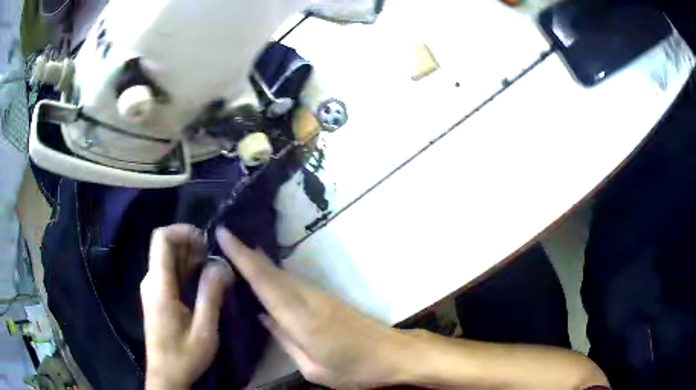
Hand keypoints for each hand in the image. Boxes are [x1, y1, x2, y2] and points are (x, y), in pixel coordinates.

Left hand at [141, 225, 233, 389]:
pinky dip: (185, 270)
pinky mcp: (155, 296)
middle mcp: (151, 281)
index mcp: (159, 285)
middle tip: (215, 259)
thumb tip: (221, 266)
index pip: (162, 239)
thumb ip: (211, 296)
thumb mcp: (204, 330)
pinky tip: (202, 282)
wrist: (166, 375)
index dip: (183, 231)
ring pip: (167, 259)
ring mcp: (151, 288)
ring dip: (189, 258)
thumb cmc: (184, 355)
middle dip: (190, 245)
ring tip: (212, 270)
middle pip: (165, 247)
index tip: (206, 241)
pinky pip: (168, 273)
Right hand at [215, 227, 413, 388]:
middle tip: (222, 236)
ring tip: (235, 250)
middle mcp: (309, 300)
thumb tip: (264, 316)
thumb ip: (285, 341)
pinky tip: (264, 272)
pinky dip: (273, 272)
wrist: (393, 353)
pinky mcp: (327, 298)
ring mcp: (320, 296)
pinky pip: (292, 281)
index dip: (242, 257)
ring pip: (282, 273)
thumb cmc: (355, 369)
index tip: (223, 234)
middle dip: (246, 252)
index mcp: (302, 320)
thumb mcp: (314, 368)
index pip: (264, 283)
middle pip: (272, 271)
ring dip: (259, 260)